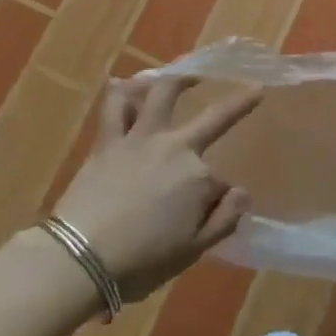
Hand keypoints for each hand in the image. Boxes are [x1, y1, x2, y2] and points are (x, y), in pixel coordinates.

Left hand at [49, 76, 259, 302]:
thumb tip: (242, 192)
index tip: (209, 216)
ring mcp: (140, 138)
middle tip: (254, 88)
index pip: (219, 183)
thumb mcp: (192, 251)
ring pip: (163, 94)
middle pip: (214, 118)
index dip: (217, 199)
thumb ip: (223, 220)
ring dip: (180, 79)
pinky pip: (114, 106)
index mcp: (199, 178)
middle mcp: (175, 147)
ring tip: (190, 74)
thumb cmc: (141, 261)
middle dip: (239, 102)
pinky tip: (125, 83)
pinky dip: (121, 92)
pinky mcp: (108, 139)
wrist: (82, 257)